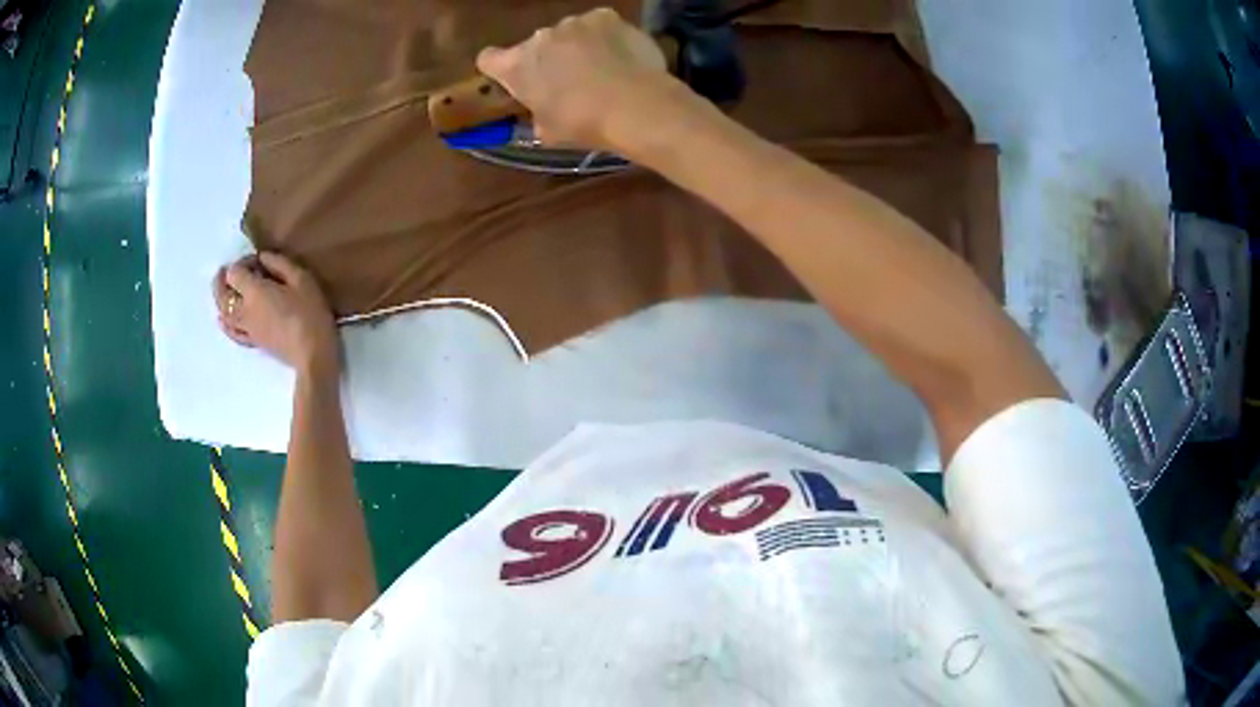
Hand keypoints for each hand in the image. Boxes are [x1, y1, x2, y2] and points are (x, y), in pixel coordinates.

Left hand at [213, 253, 338, 376]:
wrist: (313, 354)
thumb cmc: (310, 313)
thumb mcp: (301, 279)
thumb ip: (280, 263)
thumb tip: (263, 257)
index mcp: (254, 291)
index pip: (234, 272)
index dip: (242, 262)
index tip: (258, 261)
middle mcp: (244, 310)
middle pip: (221, 294)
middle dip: (221, 280)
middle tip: (226, 271)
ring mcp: (246, 328)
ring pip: (223, 313)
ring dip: (221, 300)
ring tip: (225, 290)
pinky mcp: (253, 342)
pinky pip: (232, 332)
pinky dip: (225, 324)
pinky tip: (223, 320)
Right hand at [476, 8, 675, 149]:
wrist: (635, 105)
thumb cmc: (583, 124)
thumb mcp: (546, 131)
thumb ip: (536, 112)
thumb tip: (543, 109)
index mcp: (516, 65)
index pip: (488, 59)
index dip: (498, 69)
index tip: (513, 80)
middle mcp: (540, 36)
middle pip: (536, 45)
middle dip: (548, 59)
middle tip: (570, 82)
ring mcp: (574, 22)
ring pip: (569, 33)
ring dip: (577, 45)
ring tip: (602, 68)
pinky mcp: (606, 16)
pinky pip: (600, 25)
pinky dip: (606, 37)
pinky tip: (621, 55)